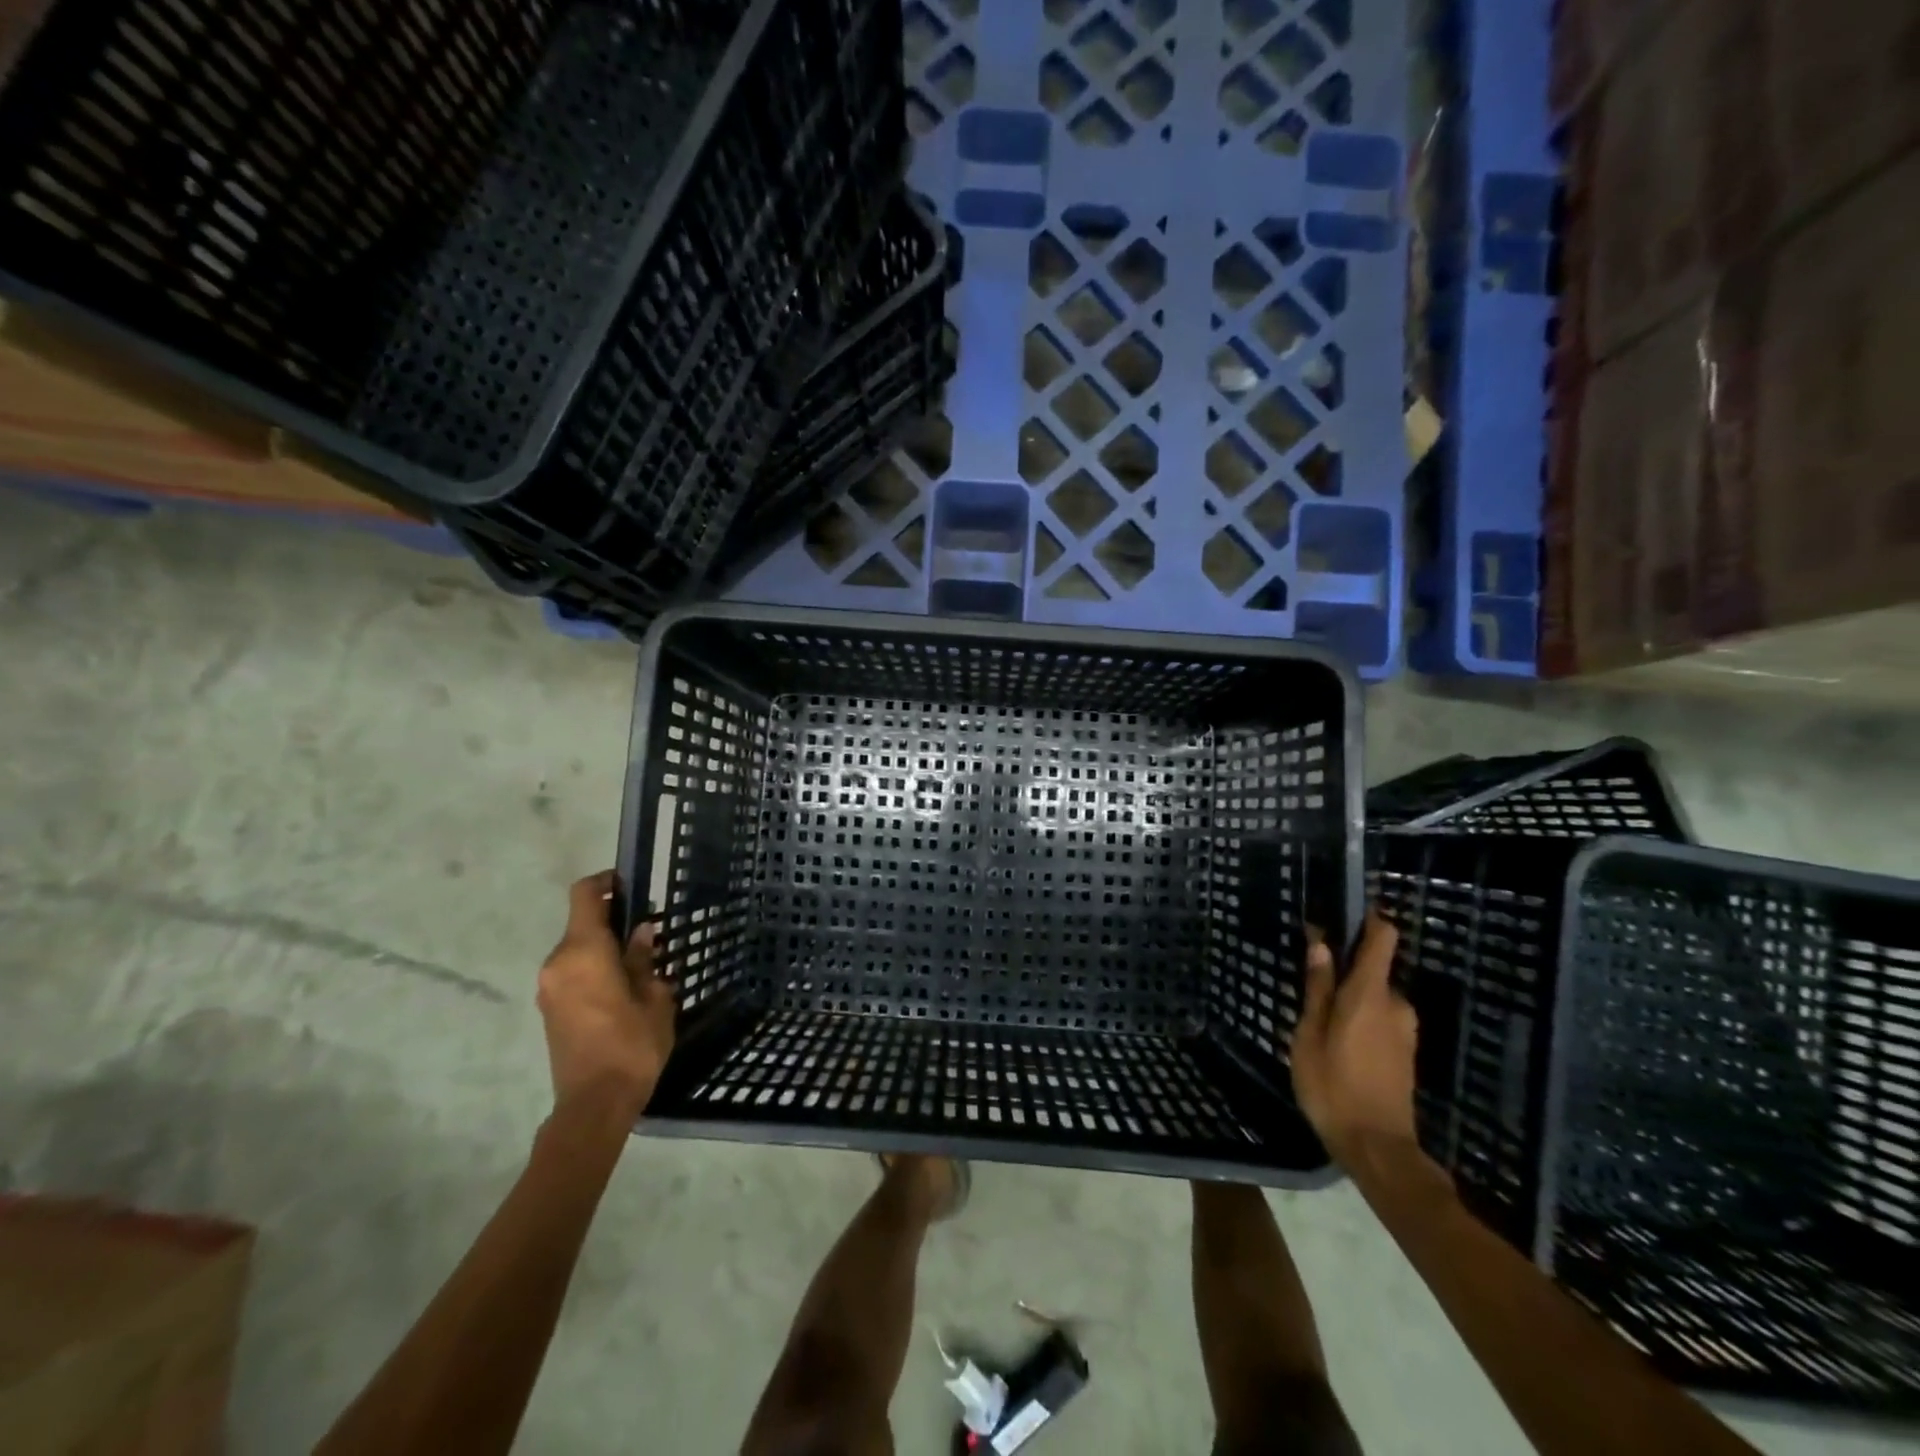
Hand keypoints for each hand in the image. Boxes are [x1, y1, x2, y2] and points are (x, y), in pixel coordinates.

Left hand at [535, 871, 674, 1121]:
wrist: (594, 1104)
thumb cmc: (631, 1045)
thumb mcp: (653, 997)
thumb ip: (644, 958)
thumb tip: (641, 932)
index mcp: (583, 952)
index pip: (584, 896)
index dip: (605, 882)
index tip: (630, 885)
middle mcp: (558, 963)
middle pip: (582, 924)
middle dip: (614, 921)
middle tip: (650, 932)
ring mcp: (549, 988)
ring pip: (578, 950)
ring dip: (605, 948)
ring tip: (641, 963)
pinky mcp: (550, 1009)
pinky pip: (573, 972)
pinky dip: (595, 968)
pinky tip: (623, 987)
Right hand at [1290, 913, 1419, 1166]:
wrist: (1377, 1148)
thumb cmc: (1333, 1086)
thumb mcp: (1309, 1034)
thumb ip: (1317, 988)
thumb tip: (1321, 944)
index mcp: (1369, 993)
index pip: (1382, 937)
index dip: (1367, 919)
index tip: (1341, 915)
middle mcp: (1395, 1004)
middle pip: (1372, 969)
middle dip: (1344, 971)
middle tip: (1310, 988)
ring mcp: (1404, 1030)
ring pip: (1373, 997)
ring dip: (1350, 1000)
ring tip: (1318, 1022)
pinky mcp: (1405, 1052)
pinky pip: (1380, 1018)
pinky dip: (1359, 1019)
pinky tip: (1337, 1043)